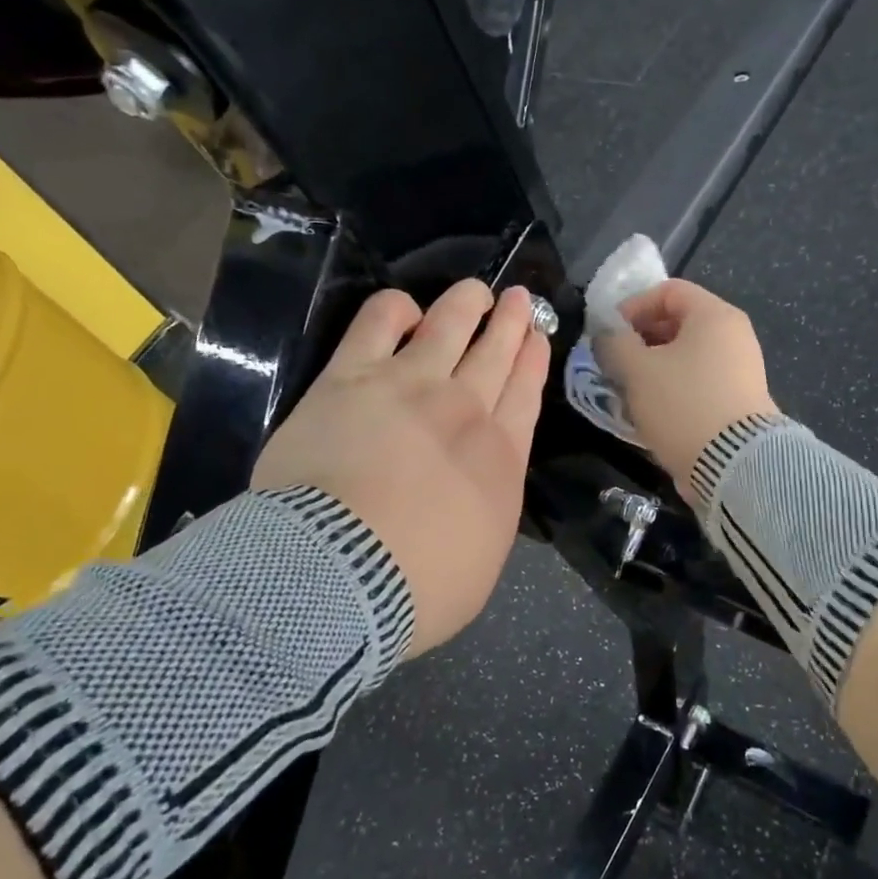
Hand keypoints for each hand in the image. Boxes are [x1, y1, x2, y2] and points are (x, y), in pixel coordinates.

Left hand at [253, 280, 548, 654]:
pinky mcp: (351, 377)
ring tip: (476, 291)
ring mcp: (409, 385)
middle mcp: (463, 409)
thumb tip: (480, 486)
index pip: (525, 393)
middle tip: (517, 298)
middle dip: (511, 321)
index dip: (532, 359)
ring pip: (449, 325)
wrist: (341, 575)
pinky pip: (378, 322)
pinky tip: (403, 309)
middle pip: (495, 352)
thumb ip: (488, 509)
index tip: (536, 335)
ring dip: (467, 304)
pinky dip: (395, 308)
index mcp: (500, 457)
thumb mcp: (483, 561)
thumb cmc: (417, 587)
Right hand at [592, 279, 779, 501]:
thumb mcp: (637, 370)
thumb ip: (615, 344)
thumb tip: (608, 335)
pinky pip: (699, 381)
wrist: (735, 464)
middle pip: (679, 322)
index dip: (633, 306)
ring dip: (654, 367)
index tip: (609, 334)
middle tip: (615, 363)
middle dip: (641, 339)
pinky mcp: (740, 401)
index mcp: (714, 315)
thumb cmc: (683, 404)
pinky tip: (654, 411)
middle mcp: (734, 335)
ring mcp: (741, 369)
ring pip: (687, 355)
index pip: (669, 290)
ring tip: (629, 390)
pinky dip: (674, 387)